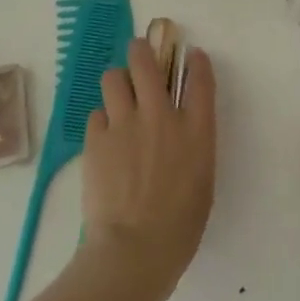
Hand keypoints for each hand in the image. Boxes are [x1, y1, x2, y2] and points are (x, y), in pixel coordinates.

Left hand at [78, 38, 216, 300]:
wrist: (134, 249)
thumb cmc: (180, 227)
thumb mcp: (202, 181)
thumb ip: (193, 146)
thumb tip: (180, 131)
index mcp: (197, 130)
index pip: (199, 79)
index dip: (196, 62)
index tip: (192, 56)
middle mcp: (161, 116)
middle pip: (146, 62)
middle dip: (142, 51)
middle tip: (140, 54)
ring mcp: (125, 124)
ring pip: (113, 78)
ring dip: (118, 82)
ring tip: (118, 95)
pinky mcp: (96, 138)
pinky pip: (97, 113)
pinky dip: (103, 119)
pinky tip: (106, 136)